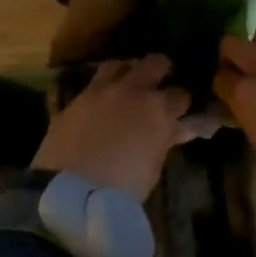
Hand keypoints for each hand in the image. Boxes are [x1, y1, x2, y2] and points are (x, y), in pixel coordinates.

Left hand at [32, 54, 194, 199]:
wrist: (73, 192)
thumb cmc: (124, 186)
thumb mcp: (153, 165)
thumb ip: (166, 140)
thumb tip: (180, 128)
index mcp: (157, 109)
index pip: (180, 94)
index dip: (183, 101)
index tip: (183, 108)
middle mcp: (130, 91)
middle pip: (152, 64)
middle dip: (161, 68)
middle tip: (163, 77)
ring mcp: (98, 92)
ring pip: (117, 65)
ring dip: (127, 70)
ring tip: (129, 79)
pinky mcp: (73, 101)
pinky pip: (89, 86)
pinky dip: (100, 90)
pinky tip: (101, 101)